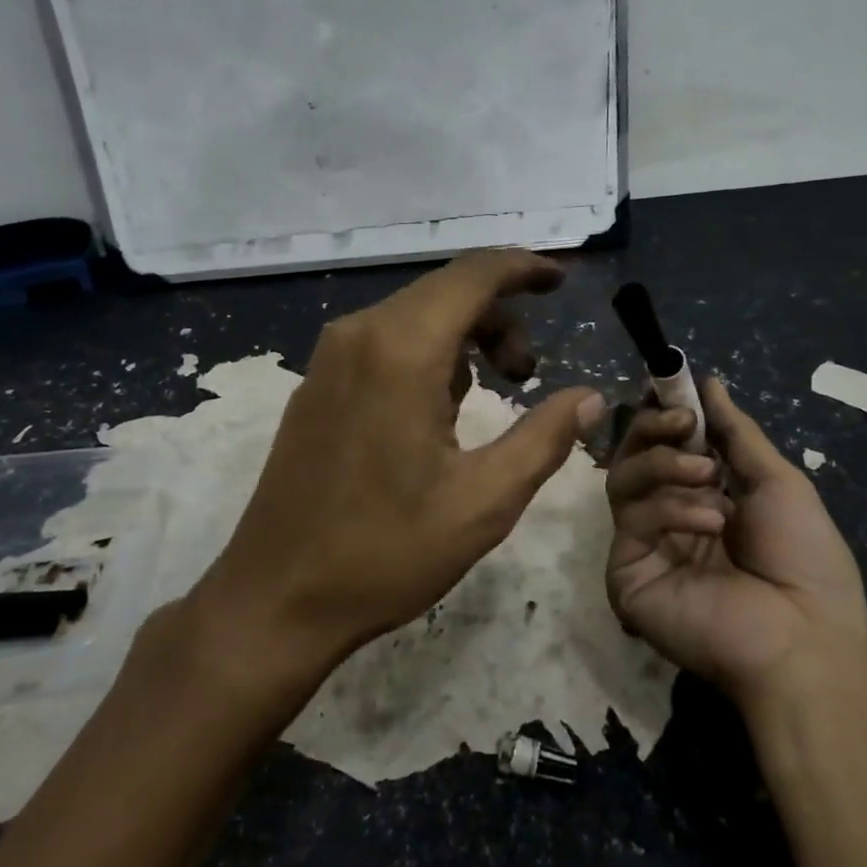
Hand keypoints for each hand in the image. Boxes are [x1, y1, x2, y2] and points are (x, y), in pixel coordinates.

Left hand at [192, 250, 601, 678]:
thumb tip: (591, 398)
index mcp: (401, 350)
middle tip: (529, 373)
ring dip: (464, 338)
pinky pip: (386, 341)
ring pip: (416, 315)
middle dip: (500, 317)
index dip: (523, 268)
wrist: (275, 598)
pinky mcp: (317, 382)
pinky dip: (428, 354)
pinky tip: (437, 412)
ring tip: (489, 398)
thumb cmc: (385, 552)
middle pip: (446, 290)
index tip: (560, 281)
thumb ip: (544, 438)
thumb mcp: (483, 501)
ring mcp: (330, 357)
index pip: (474, 276)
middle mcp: (360, 334)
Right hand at [605, 376, 866, 705]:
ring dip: (665, 464)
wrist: (804, 637)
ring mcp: (643, 545)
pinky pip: (631, 519)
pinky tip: (710, 520)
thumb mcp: (778, 482)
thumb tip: (709, 382)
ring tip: (709, 478)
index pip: (662, 444)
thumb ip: (736, 432)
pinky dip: (669, 507)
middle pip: (632, 455)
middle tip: (685, 423)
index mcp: (701, 496)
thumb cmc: (804, 558)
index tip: (674, 390)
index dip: (663, 414)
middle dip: (656, 428)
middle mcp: (666, 516)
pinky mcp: (625, 572)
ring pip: (622, 479)